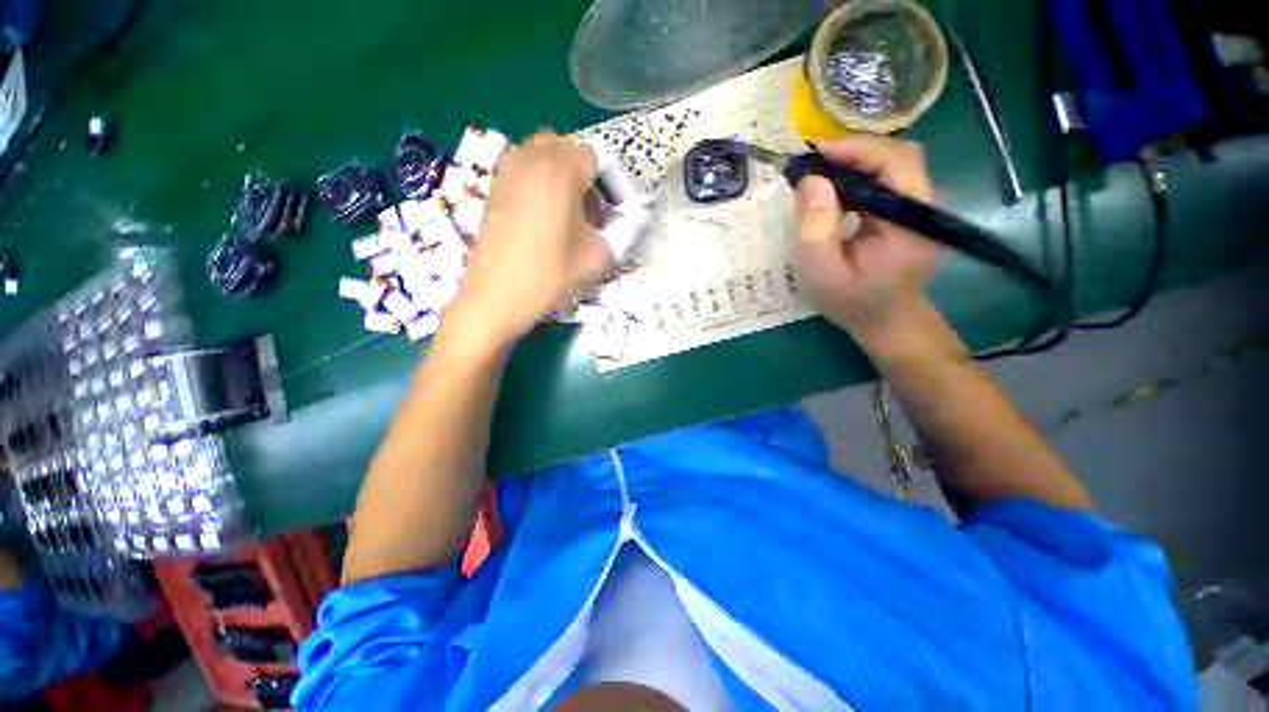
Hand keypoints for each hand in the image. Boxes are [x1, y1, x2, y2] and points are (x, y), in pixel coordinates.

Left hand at [441, 131, 611, 356]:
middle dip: (581, 173)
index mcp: (559, 172)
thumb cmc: (549, 276)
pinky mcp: (493, 189)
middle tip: (586, 208)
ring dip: (557, 173)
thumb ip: (618, 233)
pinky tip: (539, 216)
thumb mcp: (596, 258)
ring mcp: (506, 173)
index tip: (606, 212)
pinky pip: (520, 169)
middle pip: (563, 147)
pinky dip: (535, 181)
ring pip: (539, 154)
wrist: (496, 297)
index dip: (605, 183)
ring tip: (563, 210)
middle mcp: (530, 161)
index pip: (592, 156)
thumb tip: (621, 223)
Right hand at [793, 136, 939, 355]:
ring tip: (819, 177)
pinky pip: (886, 182)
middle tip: (813, 164)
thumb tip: (810, 181)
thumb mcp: (822, 271)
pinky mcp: (908, 213)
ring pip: (892, 166)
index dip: (855, 149)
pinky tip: (835, 193)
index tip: (815, 154)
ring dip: (854, 164)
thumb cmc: (853, 302)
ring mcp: (918, 208)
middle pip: (896, 156)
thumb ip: (815, 227)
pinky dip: (859, 179)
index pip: (894, 161)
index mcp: (909, 218)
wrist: (888, 323)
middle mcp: (923, 204)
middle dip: (852, 153)